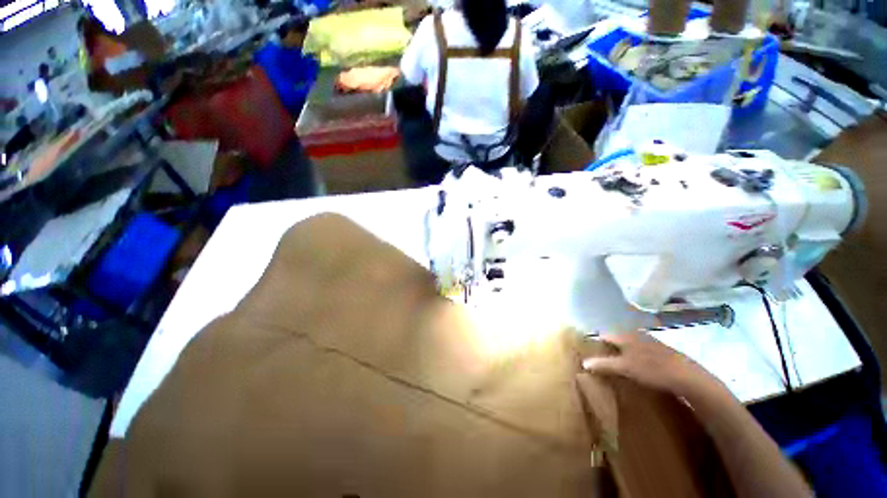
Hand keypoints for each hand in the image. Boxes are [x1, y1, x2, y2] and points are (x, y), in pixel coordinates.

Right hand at [580, 333, 729, 400]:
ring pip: (628, 344)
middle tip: (603, 362)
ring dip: (621, 352)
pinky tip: (637, 367)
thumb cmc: (651, 369)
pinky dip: (634, 356)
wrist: (686, 376)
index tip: (590, 354)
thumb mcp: (624, 368)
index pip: (603, 335)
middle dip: (608, 348)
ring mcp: (648, 340)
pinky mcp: (659, 349)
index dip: (595, 344)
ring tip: (618, 366)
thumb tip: (583, 362)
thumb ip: (603, 364)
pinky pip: (639, 349)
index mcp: (624, 335)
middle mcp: (634, 333)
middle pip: (615, 338)